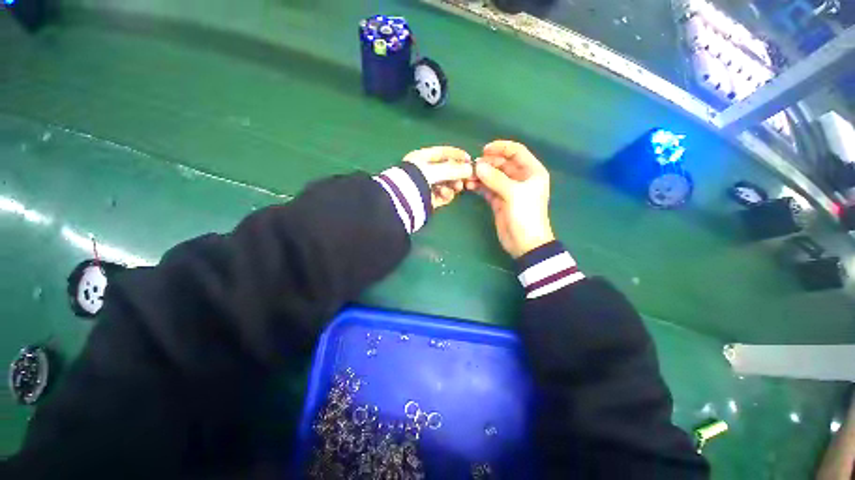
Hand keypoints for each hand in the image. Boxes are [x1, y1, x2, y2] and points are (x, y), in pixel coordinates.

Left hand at [404, 146, 473, 208]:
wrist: (402, 201)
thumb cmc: (417, 179)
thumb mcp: (436, 171)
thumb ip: (454, 169)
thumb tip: (470, 169)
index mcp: (422, 158)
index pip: (442, 153)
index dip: (456, 154)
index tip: (469, 159)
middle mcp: (424, 171)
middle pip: (446, 169)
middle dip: (457, 173)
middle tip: (466, 177)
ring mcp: (426, 186)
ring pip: (446, 183)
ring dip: (453, 184)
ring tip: (457, 187)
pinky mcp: (428, 199)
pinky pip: (442, 195)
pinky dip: (446, 194)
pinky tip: (445, 194)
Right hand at [469, 140, 554, 257]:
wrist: (525, 243)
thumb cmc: (526, 215)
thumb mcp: (513, 194)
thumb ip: (495, 179)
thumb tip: (478, 166)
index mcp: (531, 172)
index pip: (516, 152)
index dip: (501, 148)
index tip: (484, 150)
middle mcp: (520, 178)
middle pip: (502, 164)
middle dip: (487, 163)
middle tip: (472, 167)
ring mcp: (508, 190)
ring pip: (493, 176)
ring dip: (480, 175)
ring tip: (468, 177)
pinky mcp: (498, 201)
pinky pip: (487, 189)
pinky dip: (479, 186)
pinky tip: (469, 185)